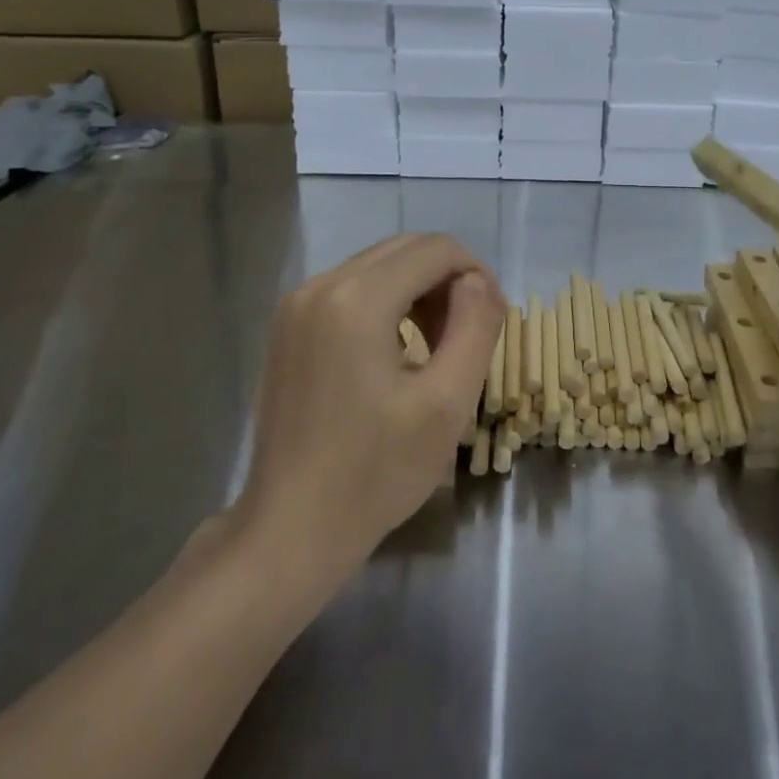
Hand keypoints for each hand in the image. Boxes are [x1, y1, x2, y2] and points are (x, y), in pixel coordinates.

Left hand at [239, 235, 505, 579]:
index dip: (476, 274)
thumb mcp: (447, 403)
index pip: (435, 249)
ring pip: (378, 267)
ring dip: (417, 292)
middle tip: (466, 338)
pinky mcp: (287, 327)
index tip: (492, 322)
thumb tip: (477, 281)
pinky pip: (350, 290)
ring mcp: (296, 305)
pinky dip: (384, 305)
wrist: (291, 528)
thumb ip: (475, 326)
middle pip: (405, 250)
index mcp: (357, 299)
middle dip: (447, 281)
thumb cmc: (375, 473)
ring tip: (435, 349)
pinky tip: (394, 354)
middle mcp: (320, 285)